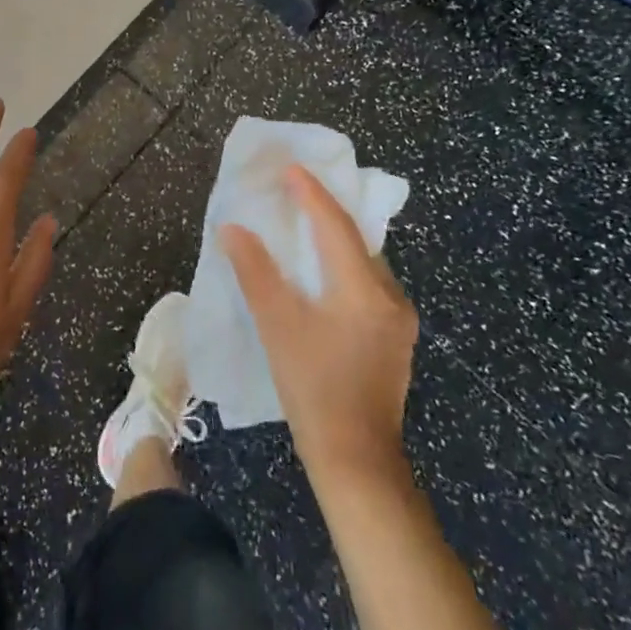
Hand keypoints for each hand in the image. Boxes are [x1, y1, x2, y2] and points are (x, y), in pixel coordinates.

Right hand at [222, 165, 417, 480]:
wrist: (357, 461)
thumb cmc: (313, 388)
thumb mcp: (277, 325)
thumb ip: (254, 271)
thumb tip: (232, 228)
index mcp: (364, 288)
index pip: (335, 225)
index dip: (311, 193)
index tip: (290, 168)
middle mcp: (390, 296)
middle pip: (357, 239)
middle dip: (326, 211)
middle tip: (297, 189)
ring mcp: (398, 320)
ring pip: (365, 263)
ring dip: (336, 240)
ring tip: (306, 223)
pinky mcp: (395, 339)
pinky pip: (369, 284)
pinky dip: (344, 267)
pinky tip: (324, 273)